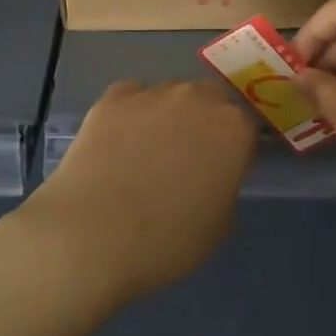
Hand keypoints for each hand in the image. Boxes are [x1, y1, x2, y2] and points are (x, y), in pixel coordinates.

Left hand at [17, 79, 255, 313]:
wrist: (89, 236)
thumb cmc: (165, 241)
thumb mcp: (219, 226)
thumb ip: (225, 187)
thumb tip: (212, 175)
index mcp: (233, 130)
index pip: (246, 129)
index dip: (235, 151)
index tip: (222, 173)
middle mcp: (197, 99)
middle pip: (211, 100)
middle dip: (205, 122)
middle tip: (187, 159)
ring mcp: (152, 93)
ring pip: (172, 94)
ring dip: (170, 114)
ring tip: (147, 151)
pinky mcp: (112, 98)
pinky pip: (132, 96)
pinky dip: (132, 111)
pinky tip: (119, 140)